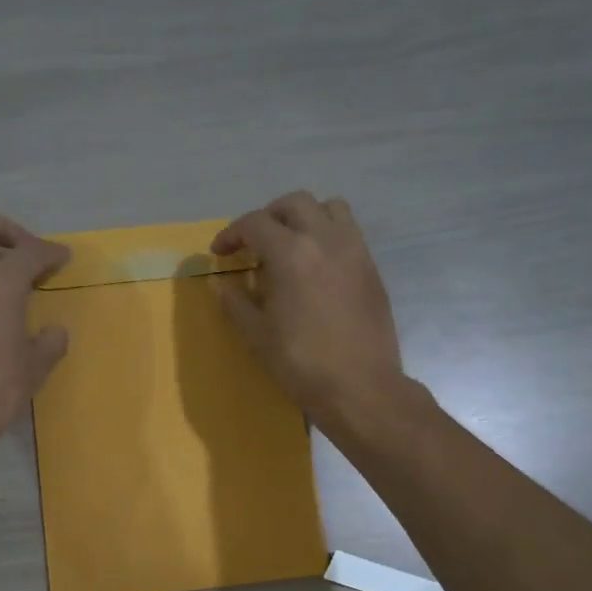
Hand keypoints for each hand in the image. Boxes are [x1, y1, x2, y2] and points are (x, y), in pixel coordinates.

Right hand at [212, 192, 405, 429]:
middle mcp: (325, 239)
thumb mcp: (258, 335)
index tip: (220, 253)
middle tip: (253, 243)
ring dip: (304, 217)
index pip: (255, 224)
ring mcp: (354, 250)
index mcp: (292, 253)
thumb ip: (235, 302)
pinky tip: (316, 266)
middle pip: (294, 203)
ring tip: (290, 244)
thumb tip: (220, 283)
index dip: (232, 234)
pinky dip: (327, 235)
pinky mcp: (371, 267)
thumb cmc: (302, 363)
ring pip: (329, 208)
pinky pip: (349, 232)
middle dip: (268, 217)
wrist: (361, 386)